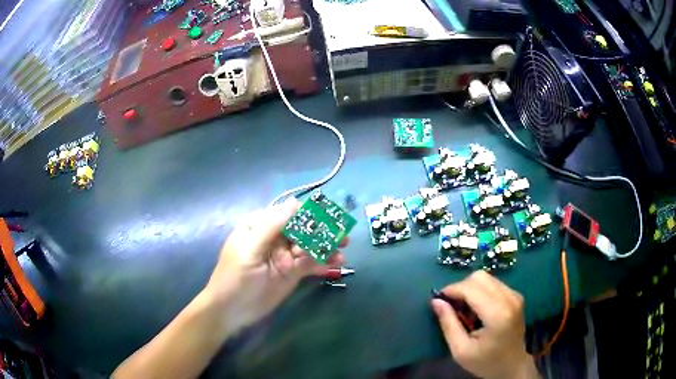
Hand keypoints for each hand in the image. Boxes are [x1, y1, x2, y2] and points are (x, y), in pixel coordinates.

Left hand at [203, 198, 346, 335]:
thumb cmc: (235, 278)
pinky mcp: (292, 272)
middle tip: (343, 237)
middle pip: (303, 230)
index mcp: (260, 225)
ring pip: (309, 246)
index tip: (329, 217)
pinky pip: (311, 264)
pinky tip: (337, 264)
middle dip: (323, 232)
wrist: (232, 311)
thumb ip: (272, 227)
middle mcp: (274, 237)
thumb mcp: (250, 250)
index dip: (309, 214)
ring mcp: (284, 255)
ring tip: (343, 252)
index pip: (288, 213)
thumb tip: (295, 203)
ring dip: (327, 248)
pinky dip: (324, 263)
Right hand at [431, 271, 538, 378]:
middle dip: (461, 288)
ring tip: (466, 309)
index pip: (471, 288)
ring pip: (487, 278)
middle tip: (452, 306)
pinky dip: (481, 291)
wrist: (512, 365)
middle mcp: (509, 299)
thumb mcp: (461, 350)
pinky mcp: (516, 296)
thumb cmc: (485, 362)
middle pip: (480, 277)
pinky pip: (494, 283)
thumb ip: (449, 324)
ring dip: (471, 289)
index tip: (438, 299)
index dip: (452, 290)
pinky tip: (478, 309)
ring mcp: (515, 295)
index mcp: (497, 314)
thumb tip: (436, 301)